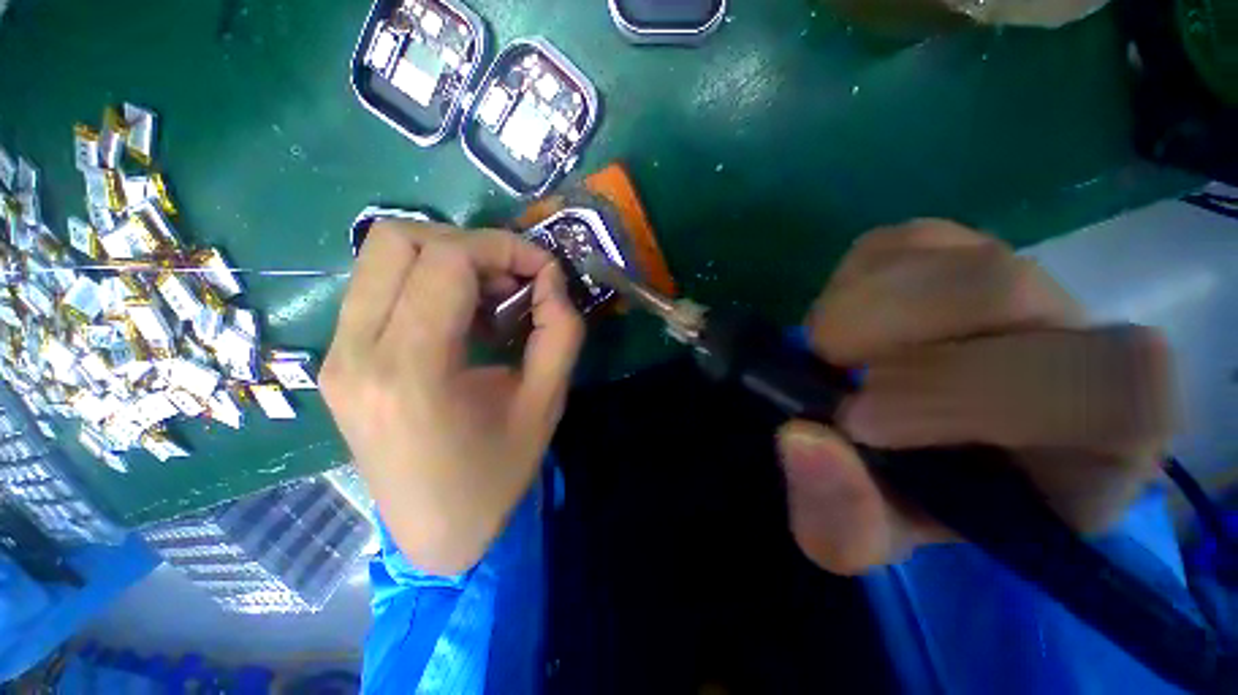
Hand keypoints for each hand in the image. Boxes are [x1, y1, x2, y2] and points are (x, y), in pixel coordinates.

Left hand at [321, 221, 583, 575]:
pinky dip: (427, 281)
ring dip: (447, 259)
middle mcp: (356, 353)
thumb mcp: (546, 401)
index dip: (504, 248)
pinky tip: (461, 317)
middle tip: (512, 280)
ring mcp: (336, 355)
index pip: (447, 260)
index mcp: (411, 370)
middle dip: (471, 245)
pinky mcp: (337, 360)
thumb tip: (551, 279)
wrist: (436, 531)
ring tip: (489, 297)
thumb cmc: (497, 473)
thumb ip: (560, 331)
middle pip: (400, 239)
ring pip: (382, 256)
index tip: (543, 269)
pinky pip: (378, 287)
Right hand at [776, 220, 1177, 574]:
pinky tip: (847, 324)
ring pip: (940, 257)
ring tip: (834, 355)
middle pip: (1007, 290)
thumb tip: (805, 440)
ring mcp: (1009, 274)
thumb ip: (843, 516)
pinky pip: (894, 244)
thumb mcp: (871, 536)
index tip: (860, 420)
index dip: (976, 395)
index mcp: (1101, 438)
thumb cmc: (912, 498)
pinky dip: (847, 284)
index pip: (1111, 386)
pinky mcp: (946, 247)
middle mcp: (1078, 336)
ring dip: (857, 311)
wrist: (908, 439)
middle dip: (894, 340)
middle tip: (831, 373)